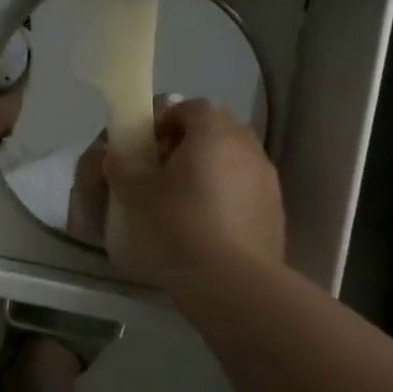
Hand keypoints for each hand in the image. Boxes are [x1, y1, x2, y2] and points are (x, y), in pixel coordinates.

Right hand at [101, 98, 285, 293]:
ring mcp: (267, 181)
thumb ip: (122, 166)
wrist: (234, 285)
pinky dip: (222, 197)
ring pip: (230, 161)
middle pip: (213, 131)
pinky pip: (242, 190)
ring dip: (205, 171)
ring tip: (178, 200)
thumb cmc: (178, 226)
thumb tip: (117, 157)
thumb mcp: (134, 193)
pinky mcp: (275, 213)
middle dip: (185, 144)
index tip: (143, 143)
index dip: (163, 119)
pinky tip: (202, 226)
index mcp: (214, 132)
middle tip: (158, 170)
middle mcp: (247, 147)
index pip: (189, 106)